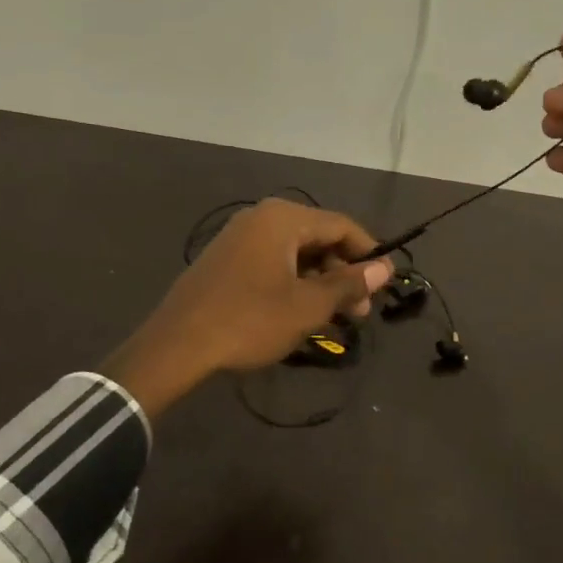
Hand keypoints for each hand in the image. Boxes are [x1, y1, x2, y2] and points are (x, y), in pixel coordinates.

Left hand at [102, 199, 392, 419]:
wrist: (177, 344)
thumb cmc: (250, 321)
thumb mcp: (307, 306)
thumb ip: (348, 284)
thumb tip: (385, 268)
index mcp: (282, 219)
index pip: (341, 225)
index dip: (368, 254)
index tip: (385, 284)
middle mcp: (261, 218)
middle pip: (318, 237)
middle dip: (343, 273)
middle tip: (360, 312)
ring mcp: (239, 237)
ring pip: (295, 253)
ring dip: (320, 282)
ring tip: (335, 318)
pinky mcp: (225, 259)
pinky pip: (272, 262)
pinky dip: (294, 283)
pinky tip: (302, 313)